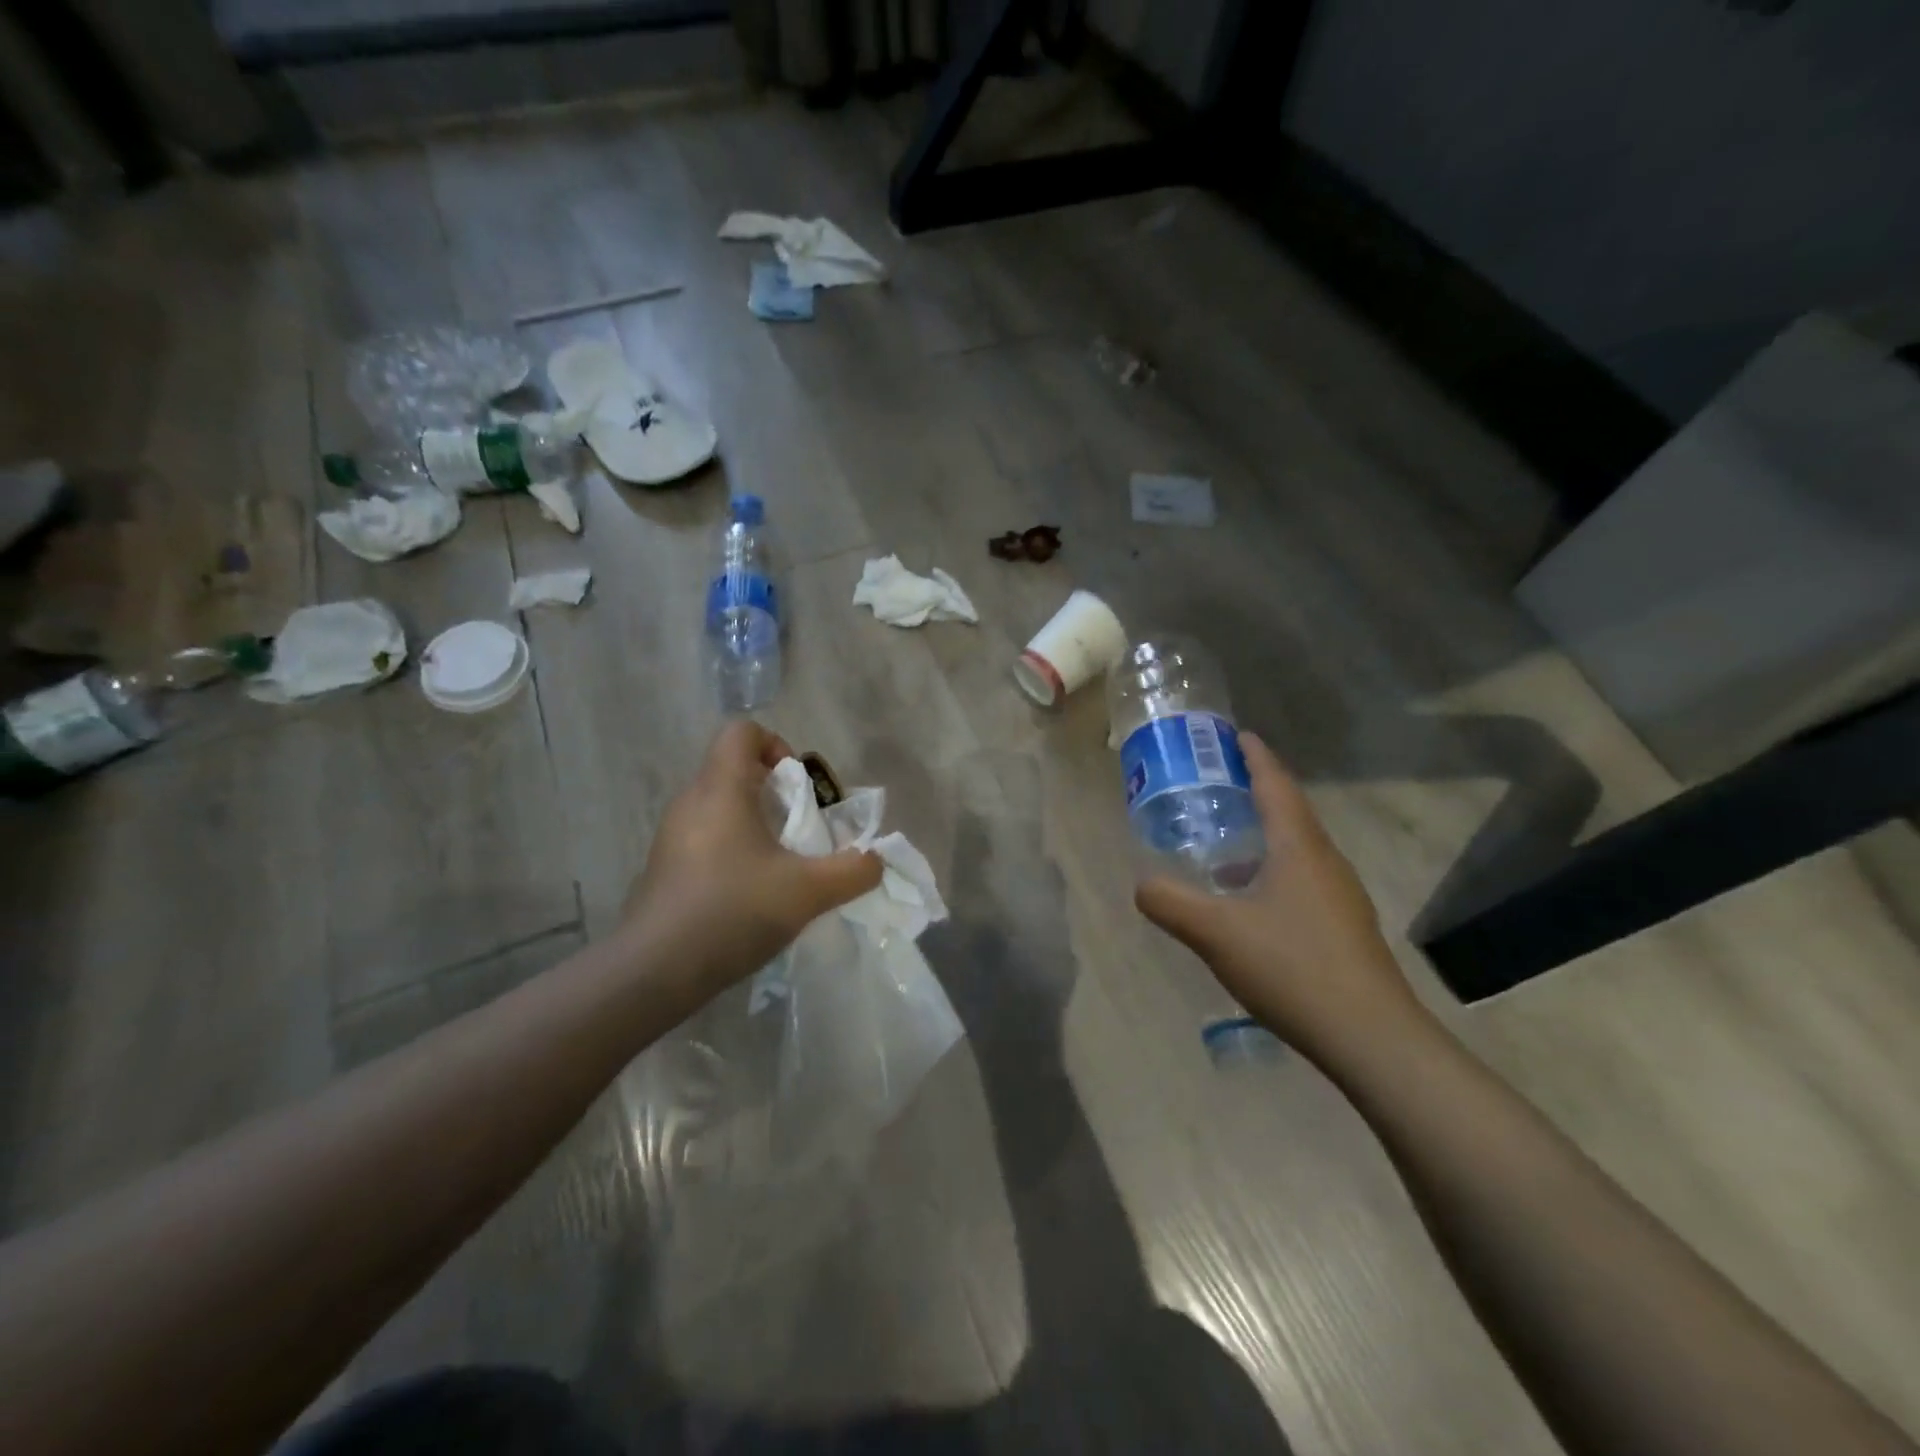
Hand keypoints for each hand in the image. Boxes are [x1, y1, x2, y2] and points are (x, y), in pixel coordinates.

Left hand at [621, 721, 881, 998]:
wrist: (654, 971)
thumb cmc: (733, 911)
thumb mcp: (808, 891)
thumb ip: (853, 870)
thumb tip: (875, 860)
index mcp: (721, 789)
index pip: (742, 731)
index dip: (777, 744)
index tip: (799, 787)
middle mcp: (691, 801)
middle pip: (735, 769)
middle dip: (776, 792)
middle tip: (802, 830)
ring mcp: (672, 836)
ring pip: (721, 807)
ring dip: (756, 824)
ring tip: (783, 865)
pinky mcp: (666, 868)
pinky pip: (706, 838)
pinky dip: (735, 849)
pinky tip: (752, 893)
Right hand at [1135, 734, 1422, 1063]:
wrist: (1371, 1038)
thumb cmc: (1293, 968)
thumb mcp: (1216, 933)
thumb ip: (1171, 903)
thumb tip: (1141, 884)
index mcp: (1298, 847)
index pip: (1275, 784)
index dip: (1254, 756)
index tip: (1234, 735)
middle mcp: (1325, 861)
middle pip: (1289, 811)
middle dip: (1255, 791)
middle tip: (1216, 784)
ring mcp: (1340, 896)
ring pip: (1296, 848)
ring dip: (1263, 835)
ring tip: (1224, 843)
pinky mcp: (1343, 927)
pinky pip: (1302, 879)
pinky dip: (1271, 870)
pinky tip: (1247, 902)